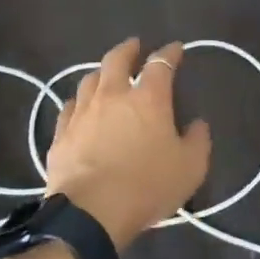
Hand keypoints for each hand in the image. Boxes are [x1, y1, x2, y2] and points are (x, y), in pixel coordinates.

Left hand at [47, 38, 210, 249]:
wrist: (91, 213)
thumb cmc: (146, 187)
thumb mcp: (190, 169)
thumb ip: (197, 141)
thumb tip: (198, 123)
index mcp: (148, 98)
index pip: (161, 64)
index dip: (170, 53)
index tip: (175, 49)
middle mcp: (113, 95)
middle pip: (117, 59)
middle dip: (128, 49)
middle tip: (135, 46)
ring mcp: (83, 111)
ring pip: (90, 79)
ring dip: (101, 72)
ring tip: (107, 74)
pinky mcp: (62, 132)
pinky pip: (70, 106)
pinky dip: (79, 101)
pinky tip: (81, 106)